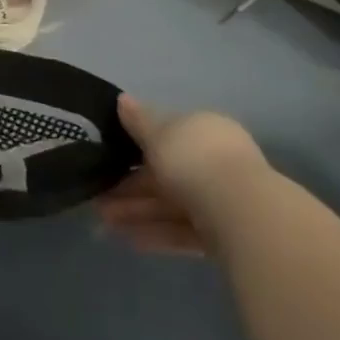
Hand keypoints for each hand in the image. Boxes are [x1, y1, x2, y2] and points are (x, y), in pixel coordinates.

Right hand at [97, 96, 265, 254]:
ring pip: (171, 204)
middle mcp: (215, 161)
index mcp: (204, 130)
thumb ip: (138, 120)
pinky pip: (182, 230)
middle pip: (166, 172)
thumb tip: (122, 99)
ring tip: (102, 221)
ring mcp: (221, 199)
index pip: (167, 135)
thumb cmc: (194, 160)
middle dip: (130, 185)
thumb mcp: (158, 133)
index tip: (107, 158)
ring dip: (137, 211)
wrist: (241, 214)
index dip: (135, 146)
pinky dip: (156, 233)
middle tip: (97, 196)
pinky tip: (128, 239)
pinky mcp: (223, 235)